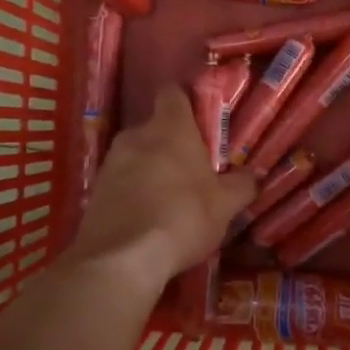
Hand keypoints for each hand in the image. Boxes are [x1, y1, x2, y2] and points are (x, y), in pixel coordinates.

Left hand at [70, 86, 256, 286]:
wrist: (123, 257)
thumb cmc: (183, 217)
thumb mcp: (224, 205)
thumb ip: (241, 186)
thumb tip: (254, 175)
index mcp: (171, 127)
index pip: (172, 93)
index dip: (185, 101)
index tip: (199, 119)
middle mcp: (136, 135)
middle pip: (155, 127)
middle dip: (171, 144)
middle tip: (192, 169)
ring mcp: (111, 161)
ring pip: (136, 155)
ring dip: (150, 169)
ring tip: (169, 198)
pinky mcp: (95, 189)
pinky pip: (120, 181)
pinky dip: (132, 192)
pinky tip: (146, 217)